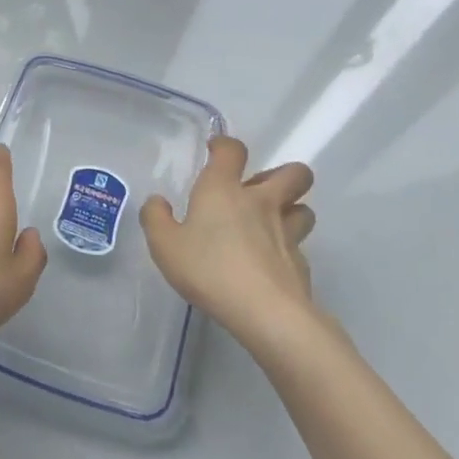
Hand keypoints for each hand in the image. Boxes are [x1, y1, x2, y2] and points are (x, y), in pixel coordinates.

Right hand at [141, 137, 315, 331]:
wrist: (265, 312)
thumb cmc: (209, 269)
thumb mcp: (164, 245)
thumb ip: (155, 218)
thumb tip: (158, 202)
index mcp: (223, 190)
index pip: (232, 150)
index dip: (225, 145)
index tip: (216, 150)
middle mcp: (261, 202)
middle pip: (294, 173)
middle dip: (282, 175)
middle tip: (259, 190)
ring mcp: (287, 232)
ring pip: (304, 208)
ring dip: (291, 210)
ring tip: (271, 224)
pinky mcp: (301, 263)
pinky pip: (299, 246)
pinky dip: (287, 249)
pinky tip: (269, 264)